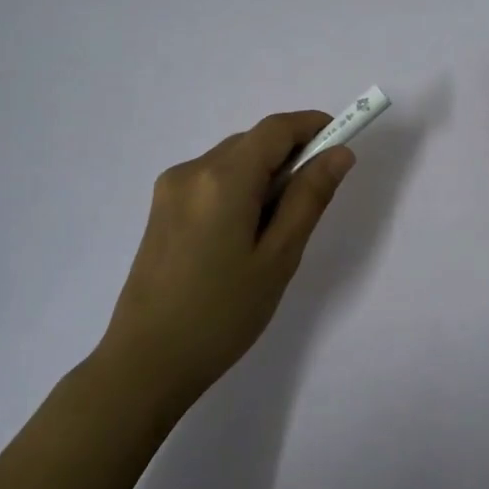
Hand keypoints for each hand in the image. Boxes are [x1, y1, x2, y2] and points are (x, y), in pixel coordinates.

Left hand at [96, 111, 354, 411]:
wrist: (146, 363)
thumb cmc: (222, 314)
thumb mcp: (279, 257)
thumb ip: (310, 197)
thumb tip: (339, 153)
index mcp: (223, 178)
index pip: (276, 128)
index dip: (313, 126)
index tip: (342, 145)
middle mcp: (192, 170)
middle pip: (254, 142)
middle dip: (291, 156)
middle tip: (314, 202)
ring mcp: (171, 188)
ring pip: (233, 160)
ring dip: (265, 175)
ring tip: (277, 230)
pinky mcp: (162, 208)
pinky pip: (213, 180)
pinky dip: (240, 189)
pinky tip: (244, 235)